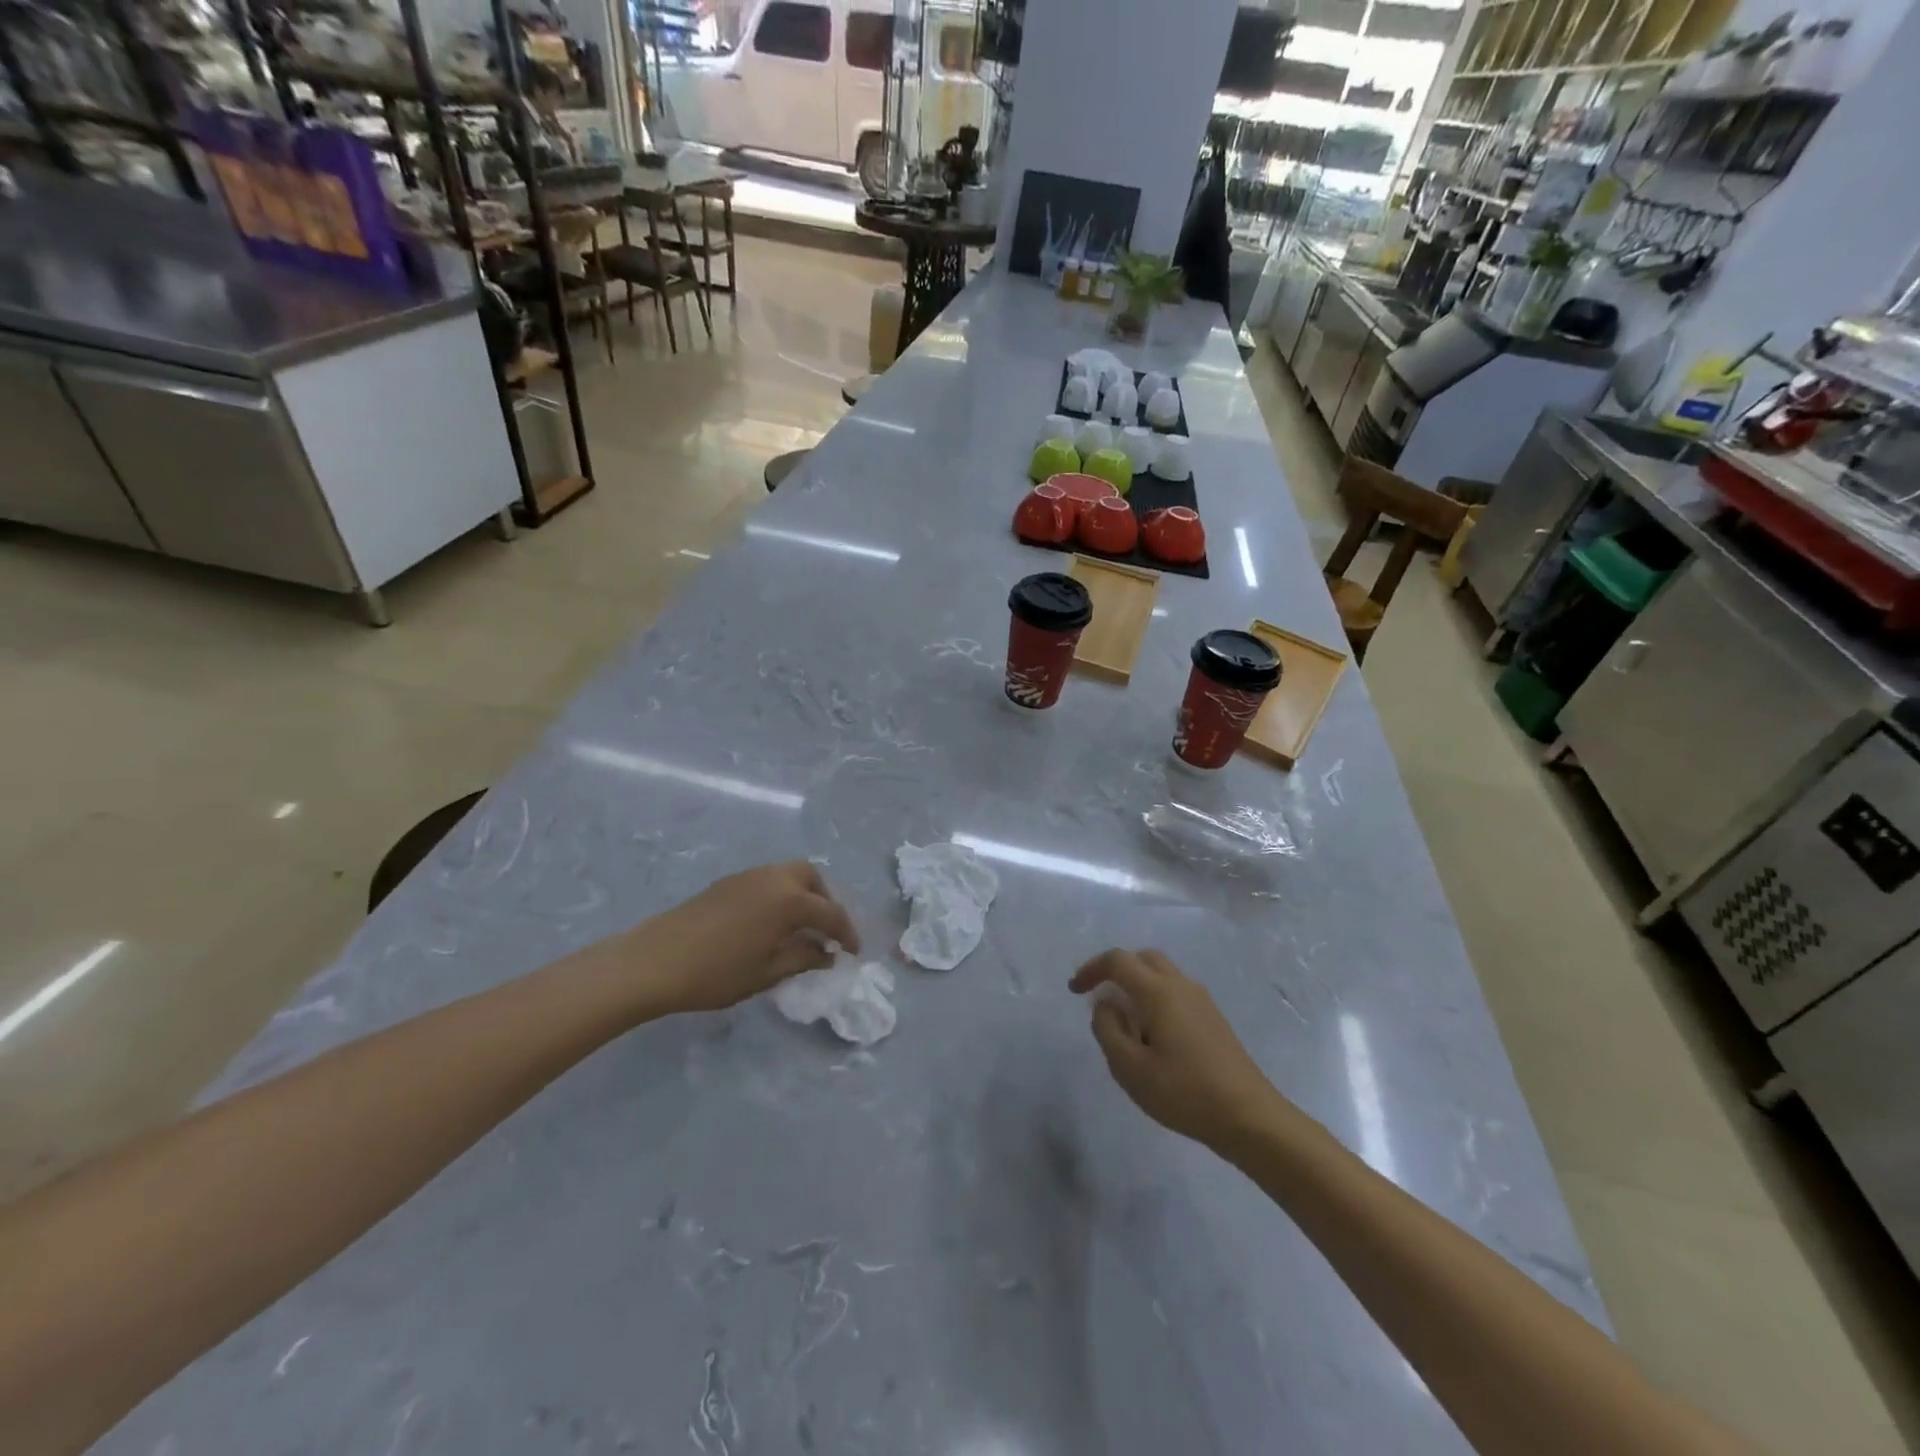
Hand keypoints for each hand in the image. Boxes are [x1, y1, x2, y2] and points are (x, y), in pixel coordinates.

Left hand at [620, 862, 860, 1014]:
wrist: (653, 962)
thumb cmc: (716, 973)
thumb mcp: (767, 972)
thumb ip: (803, 958)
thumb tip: (828, 952)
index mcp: (789, 899)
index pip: (830, 913)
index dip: (846, 933)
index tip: (853, 952)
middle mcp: (773, 878)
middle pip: (811, 878)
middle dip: (825, 901)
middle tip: (825, 931)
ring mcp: (748, 876)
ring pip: (788, 875)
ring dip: (802, 896)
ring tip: (799, 928)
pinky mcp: (728, 882)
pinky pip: (768, 880)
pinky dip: (780, 895)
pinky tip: (770, 923)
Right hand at [1071, 949, 1285, 1150]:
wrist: (1249, 1117)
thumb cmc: (1184, 1092)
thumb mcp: (1130, 1069)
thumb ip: (1108, 1030)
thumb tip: (1105, 1004)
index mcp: (1158, 992)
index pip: (1118, 961)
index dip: (1091, 969)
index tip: (1075, 990)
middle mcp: (1180, 986)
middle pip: (1143, 958)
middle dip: (1116, 970)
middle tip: (1098, 996)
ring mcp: (1201, 1000)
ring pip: (1162, 973)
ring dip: (1137, 984)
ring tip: (1124, 1021)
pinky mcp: (1213, 1018)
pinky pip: (1176, 991)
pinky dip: (1155, 997)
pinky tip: (1152, 1034)